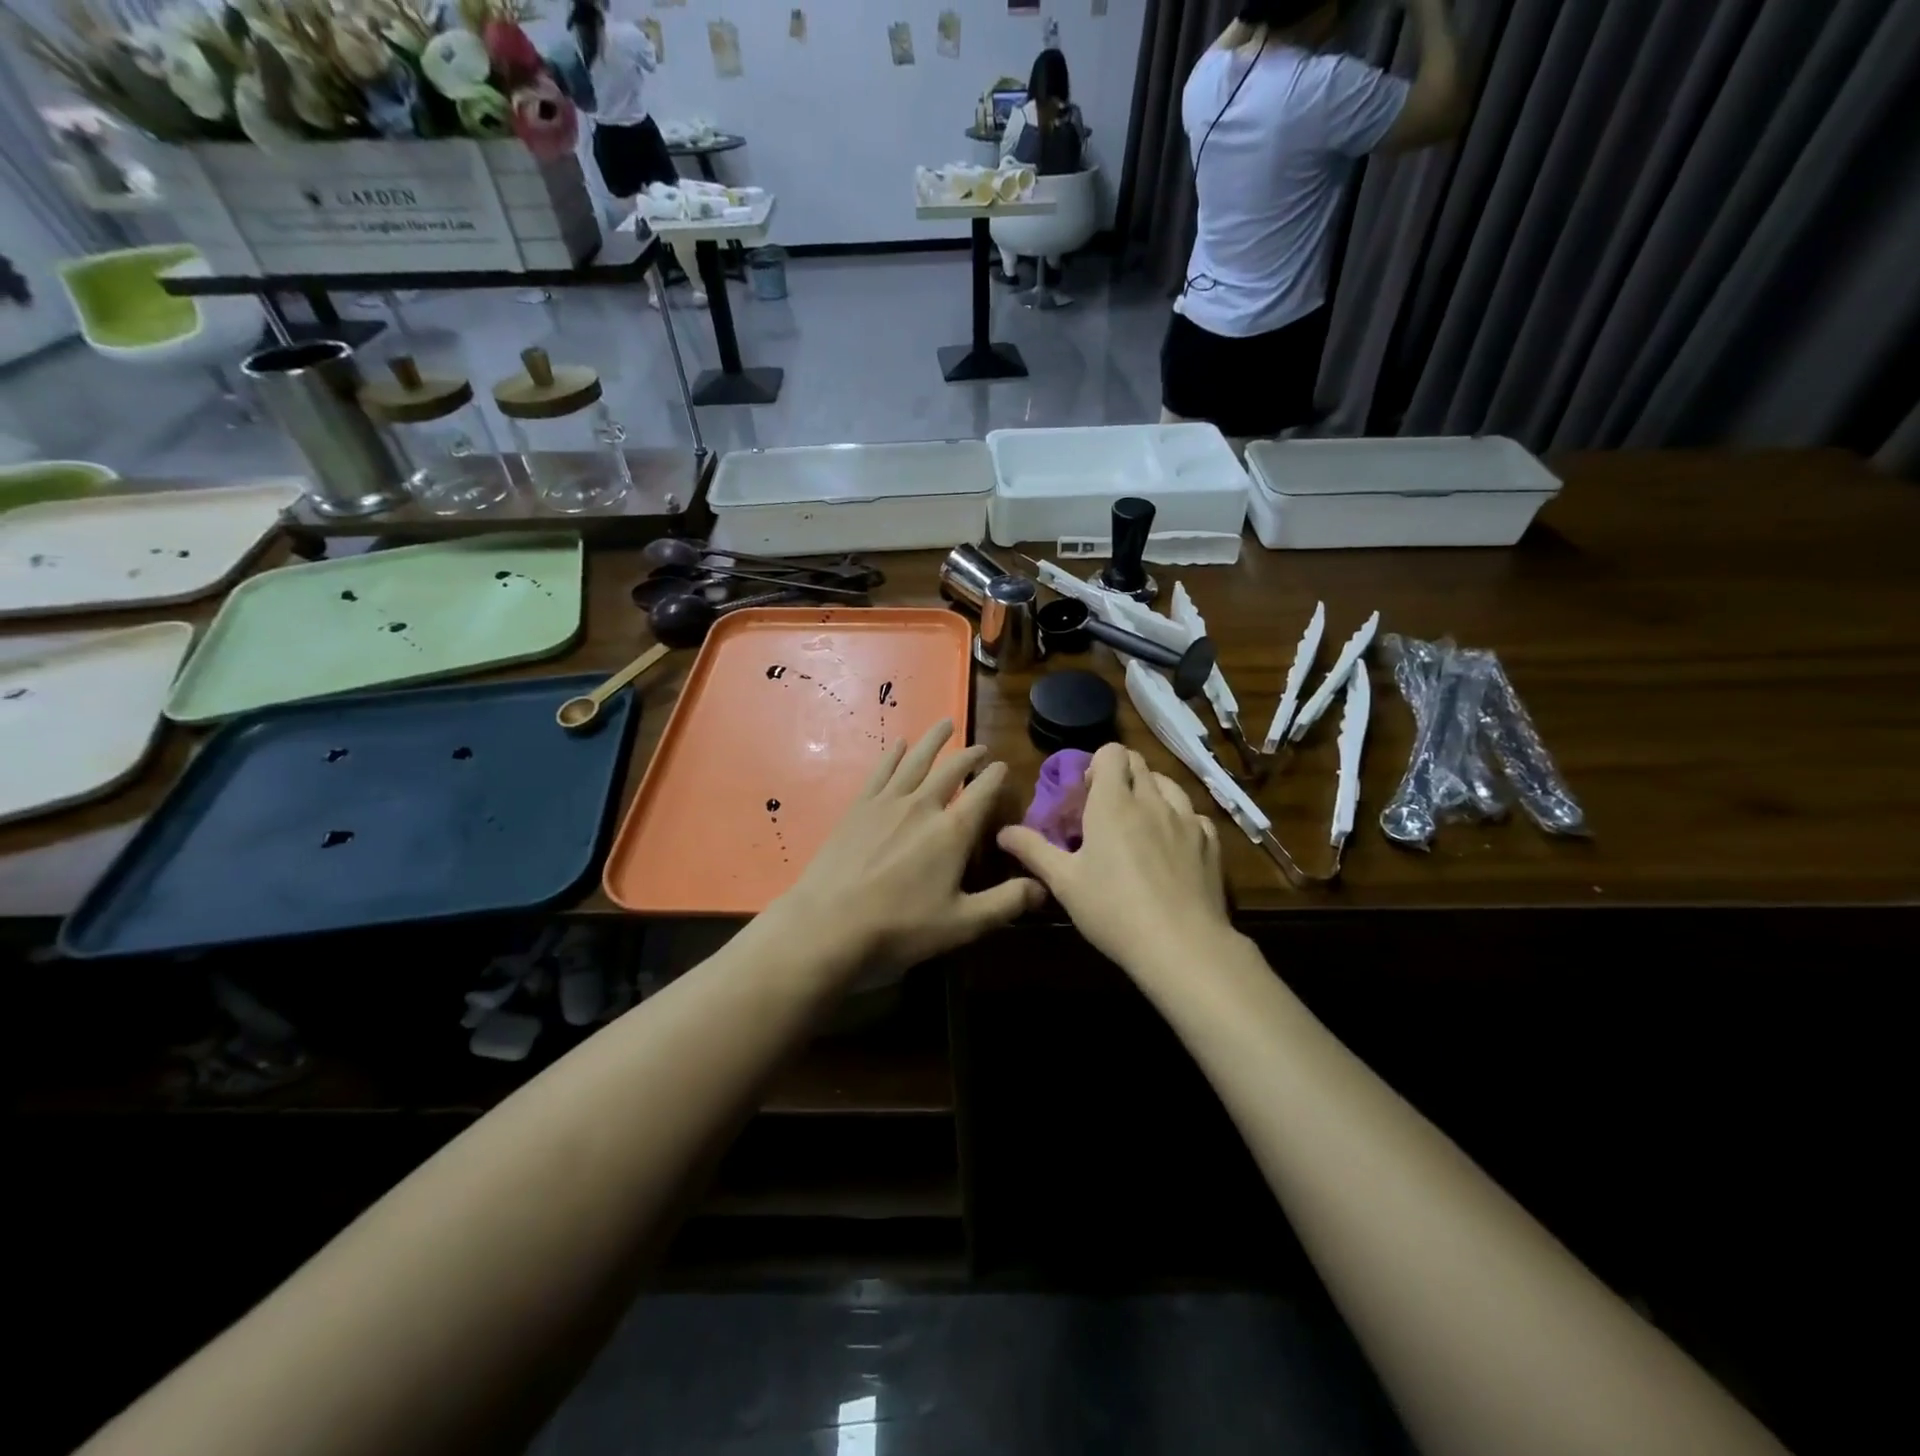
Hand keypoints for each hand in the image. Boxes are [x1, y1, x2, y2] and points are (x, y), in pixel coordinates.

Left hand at [765, 720, 1043, 980]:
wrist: (830, 923)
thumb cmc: (900, 927)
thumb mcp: (962, 924)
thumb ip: (1005, 903)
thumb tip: (1043, 888)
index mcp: (952, 831)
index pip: (983, 792)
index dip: (996, 777)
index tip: (1004, 766)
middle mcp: (923, 806)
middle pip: (951, 770)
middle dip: (969, 756)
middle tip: (980, 748)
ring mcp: (887, 803)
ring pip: (916, 761)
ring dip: (933, 740)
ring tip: (945, 724)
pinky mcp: (859, 807)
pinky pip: (881, 771)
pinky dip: (893, 755)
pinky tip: (898, 745)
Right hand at [998, 744, 1233, 976]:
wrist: (1181, 945)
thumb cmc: (1113, 910)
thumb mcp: (1064, 883)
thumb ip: (1033, 850)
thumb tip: (1003, 831)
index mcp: (1113, 803)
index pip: (1111, 752)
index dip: (1097, 764)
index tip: (1087, 793)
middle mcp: (1152, 801)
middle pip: (1138, 763)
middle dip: (1120, 775)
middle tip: (1106, 810)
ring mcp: (1186, 820)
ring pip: (1168, 784)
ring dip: (1151, 792)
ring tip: (1140, 823)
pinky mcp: (1210, 843)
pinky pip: (1193, 815)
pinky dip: (1179, 820)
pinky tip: (1172, 845)